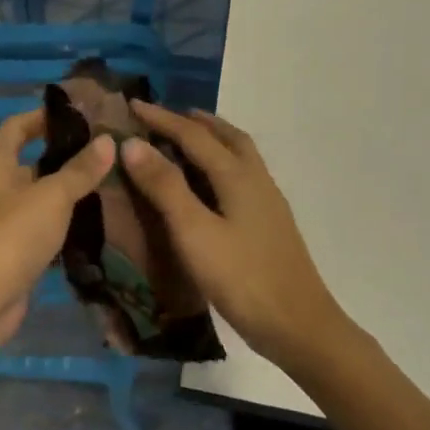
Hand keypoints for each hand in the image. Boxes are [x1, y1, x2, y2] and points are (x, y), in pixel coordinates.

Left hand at [0, 109, 114, 353]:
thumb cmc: (10, 235)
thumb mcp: (51, 196)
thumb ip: (80, 170)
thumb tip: (107, 141)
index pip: (19, 125)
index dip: (48, 117)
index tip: (86, 114)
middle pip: (31, 160)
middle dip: (67, 156)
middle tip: (111, 152)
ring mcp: (0, 219)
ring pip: (38, 196)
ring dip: (68, 191)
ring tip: (113, 182)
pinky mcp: (11, 250)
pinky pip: (41, 226)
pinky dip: (63, 223)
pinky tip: (96, 221)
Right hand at [119, 104, 346, 368]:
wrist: (297, 325)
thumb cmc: (241, 278)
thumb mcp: (194, 231)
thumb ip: (165, 187)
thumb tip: (132, 144)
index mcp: (237, 176)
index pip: (194, 135)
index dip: (161, 119)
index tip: (132, 105)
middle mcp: (256, 180)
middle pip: (227, 137)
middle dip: (195, 122)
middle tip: (165, 116)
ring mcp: (268, 203)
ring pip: (239, 156)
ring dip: (213, 140)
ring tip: (186, 141)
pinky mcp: (269, 224)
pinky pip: (242, 176)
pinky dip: (221, 164)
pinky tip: (210, 187)